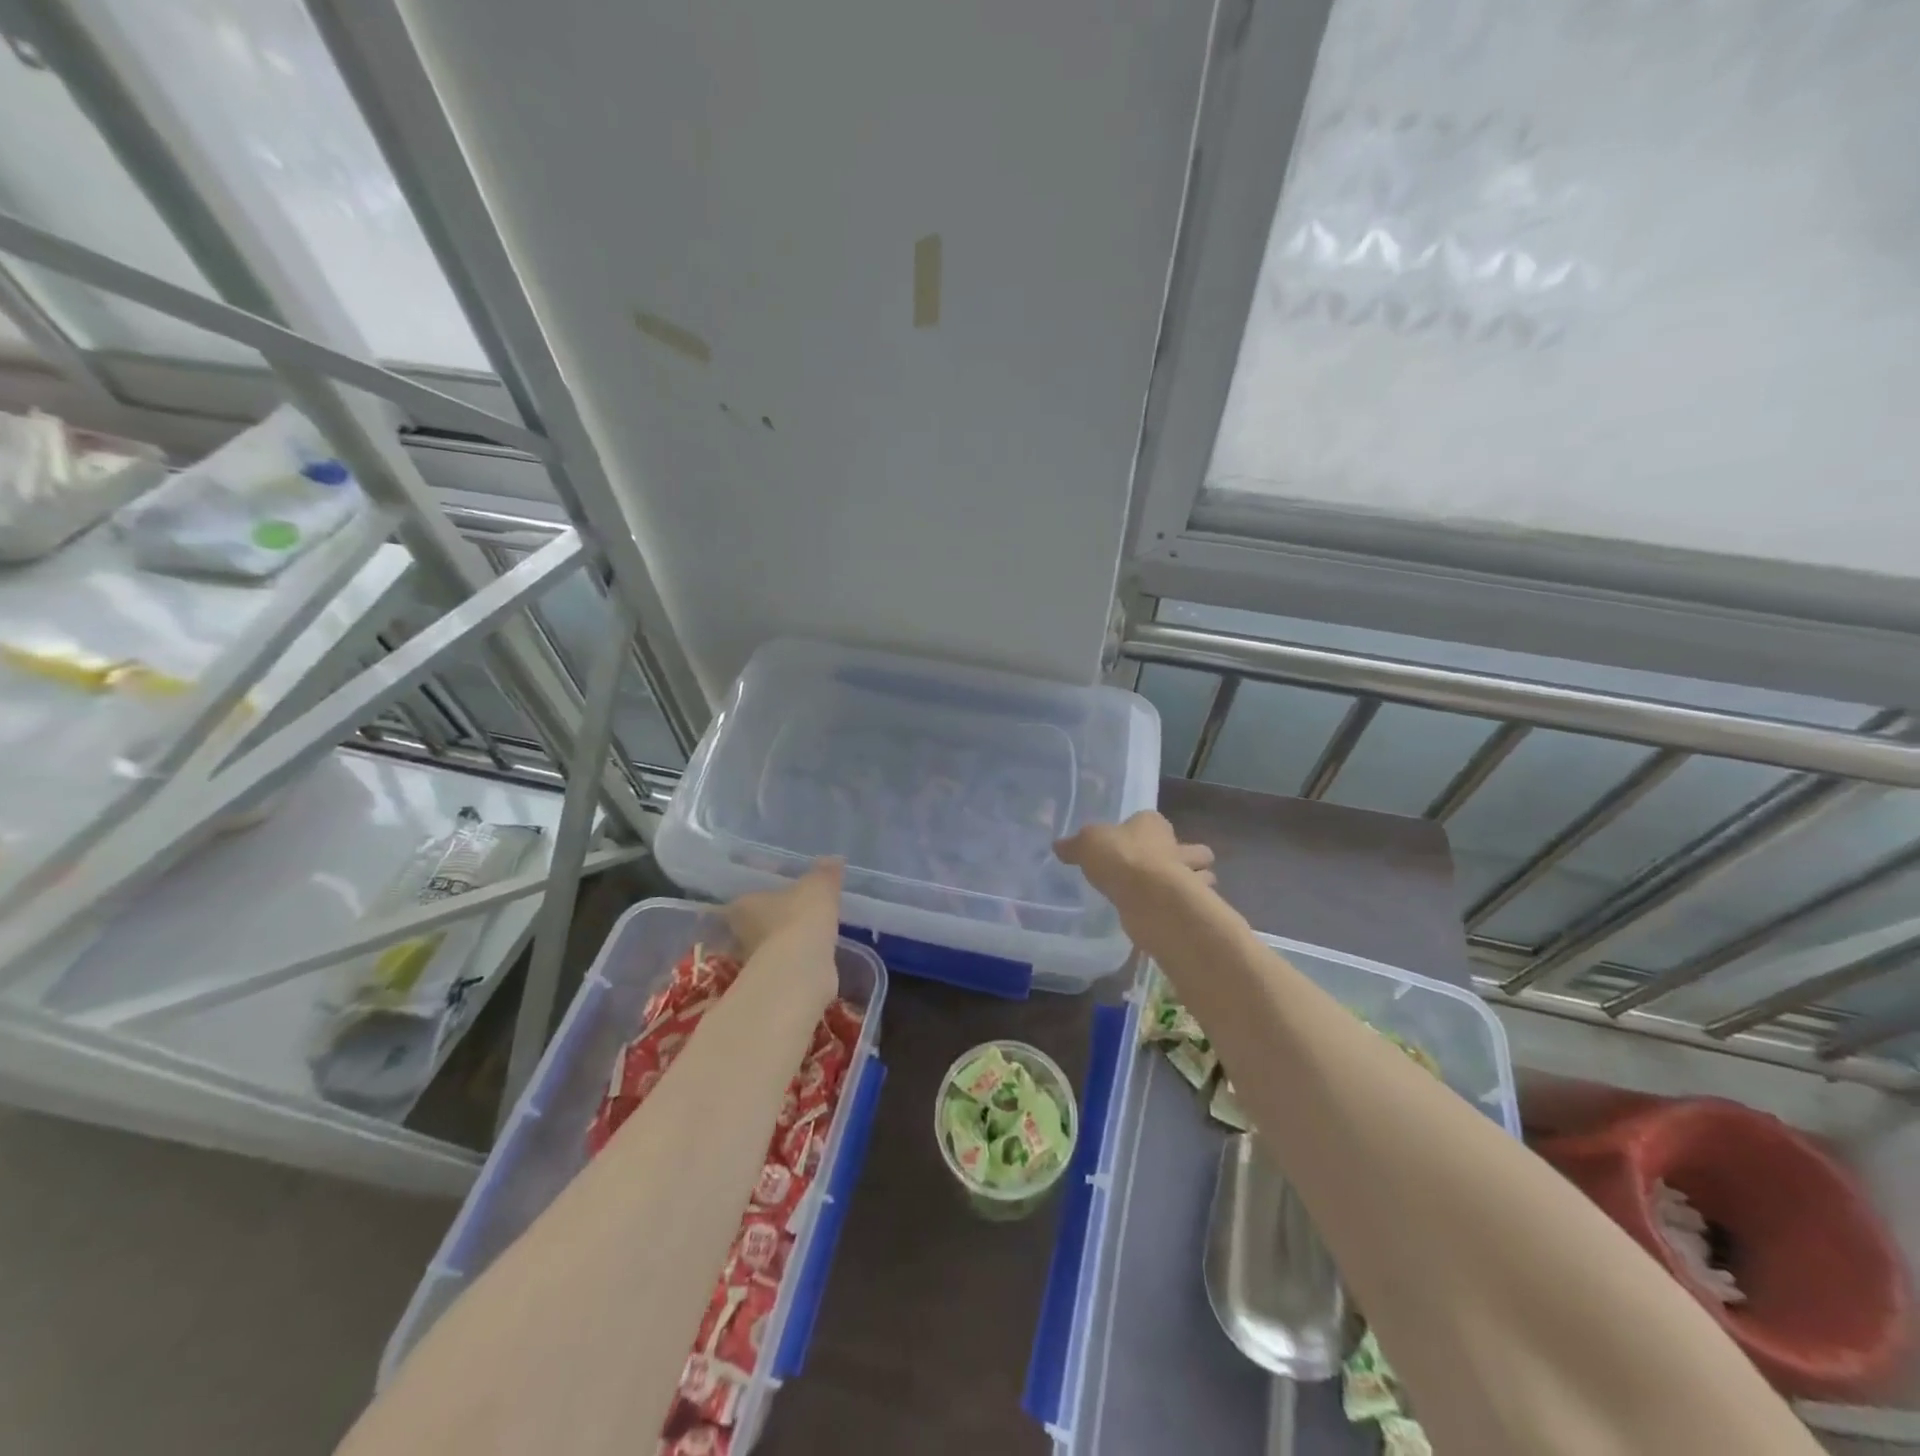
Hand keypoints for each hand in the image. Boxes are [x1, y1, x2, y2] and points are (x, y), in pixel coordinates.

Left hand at [725, 858, 844, 958]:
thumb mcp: (819, 886)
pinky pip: (786, 967)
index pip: (745, 899)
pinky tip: (814, 959)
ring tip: (810, 936)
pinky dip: (798, 963)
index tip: (779, 897)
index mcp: (743, 906)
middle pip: (754, 926)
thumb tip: (834, 859)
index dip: (762, 897)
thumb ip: (825, 873)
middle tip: (796, 915)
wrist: (801, 969)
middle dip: (773, 922)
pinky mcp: (772, 985)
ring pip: (769, 948)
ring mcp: (753, 963)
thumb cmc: (802, 917)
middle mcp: (741, 934)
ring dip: (786, 944)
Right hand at [1055, 811, 1214, 903]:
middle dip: (1187, 859)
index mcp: (1154, 824)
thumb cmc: (1120, 858)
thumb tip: (1059, 846)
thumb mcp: (1087, 844)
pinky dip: (1182, 910)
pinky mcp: (1189, 906)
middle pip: (1193, 850)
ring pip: (1202, 877)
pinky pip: (1189, 905)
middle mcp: (1177, 847)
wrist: (1148, 897)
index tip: (1135, 844)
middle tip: (1163, 871)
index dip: (1148, 831)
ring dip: (1193, 885)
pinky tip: (1165, 916)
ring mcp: (1189, 878)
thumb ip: (1075, 845)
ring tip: (1167, 896)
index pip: (1155, 821)